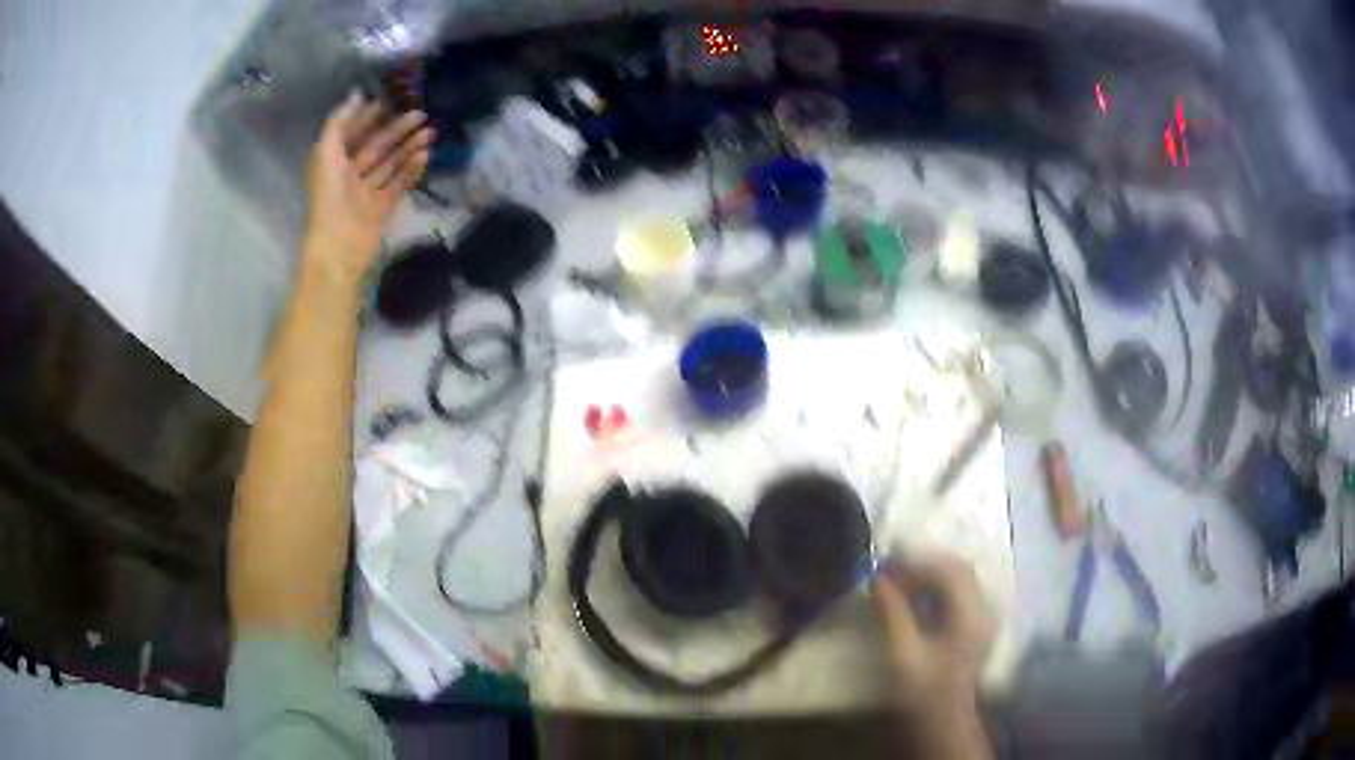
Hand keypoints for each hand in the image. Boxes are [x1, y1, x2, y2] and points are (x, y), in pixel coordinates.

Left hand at [302, 93, 433, 284]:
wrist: (337, 246)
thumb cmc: (328, 197)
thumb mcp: (326, 152)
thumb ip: (339, 122)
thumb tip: (356, 95)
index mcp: (332, 162)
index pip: (352, 134)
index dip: (367, 117)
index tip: (389, 102)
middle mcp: (348, 175)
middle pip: (375, 147)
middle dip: (396, 130)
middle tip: (420, 114)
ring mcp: (366, 192)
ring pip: (390, 163)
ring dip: (408, 147)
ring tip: (430, 132)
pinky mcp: (381, 208)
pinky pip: (399, 183)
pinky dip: (411, 169)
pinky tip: (426, 155)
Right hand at [872, 552, 994, 718]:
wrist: (943, 721)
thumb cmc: (922, 692)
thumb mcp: (904, 654)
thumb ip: (893, 613)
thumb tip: (878, 578)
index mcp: (971, 614)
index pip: (948, 571)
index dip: (916, 564)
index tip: (884, 569)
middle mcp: (983, 609)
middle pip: (958, 569)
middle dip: (924, 564)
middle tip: (890, 571)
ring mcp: (983, 616)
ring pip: (960, 578)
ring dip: (930, 573)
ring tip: (898, 582)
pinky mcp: (976, 625)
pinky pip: (960, 591)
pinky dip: (937, 586)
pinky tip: (915, 597)